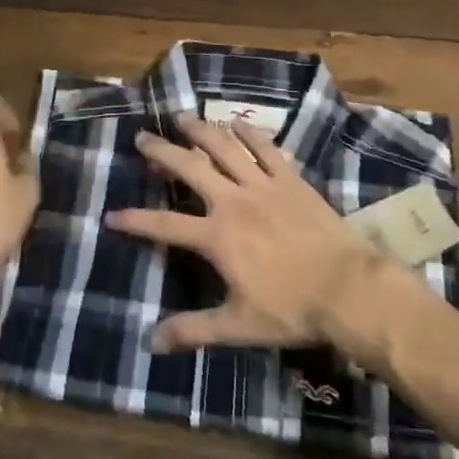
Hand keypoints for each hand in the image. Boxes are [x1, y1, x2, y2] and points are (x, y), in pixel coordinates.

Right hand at [105, 113, 378, 353]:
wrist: (347, 287)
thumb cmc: (292, 309)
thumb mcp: (238, 326)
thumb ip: (194, 330)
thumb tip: (153, 341)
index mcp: (217, 237)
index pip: (165, 225)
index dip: (136, 220)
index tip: (111, 214)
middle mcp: (233, 201)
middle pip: (190, 168)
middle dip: (162, 152)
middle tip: (142, 137)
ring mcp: (263, 185)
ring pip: (225, 148)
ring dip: (200, 130)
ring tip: (182, 117)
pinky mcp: (290, 179)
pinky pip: (265, 148)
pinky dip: (249, 132)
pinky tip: (236, 121)